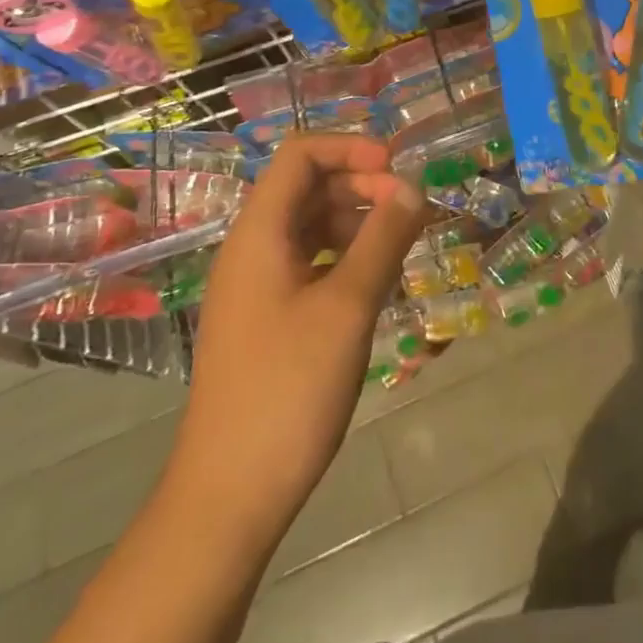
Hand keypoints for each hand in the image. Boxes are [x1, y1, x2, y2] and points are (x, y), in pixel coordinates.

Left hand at [168, 134, 429, 548]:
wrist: (230, 494)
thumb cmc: (288, 390)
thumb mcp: (347, 308)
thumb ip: (382, 240)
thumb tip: (412, 188)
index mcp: (259, 233)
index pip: (300, 155)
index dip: (349, 148)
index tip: (396, 170)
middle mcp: (251, 248)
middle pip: (306, 187)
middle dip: (360, 185)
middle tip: (409, 210)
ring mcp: (256, 285)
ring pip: (309, 226)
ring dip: (356, 221)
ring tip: (401, 243)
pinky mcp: (266, 317)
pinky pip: (309, 262)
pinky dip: (344, 256)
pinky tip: (375, 280)